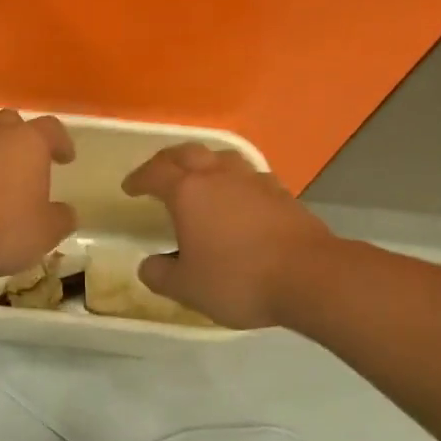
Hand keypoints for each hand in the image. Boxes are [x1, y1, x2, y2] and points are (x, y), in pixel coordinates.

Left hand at [0, 110, 76, 276]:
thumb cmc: (0, 228)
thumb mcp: (44, 233)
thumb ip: (60, 220)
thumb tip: (66, 213)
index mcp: (28, 143)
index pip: (51, 129)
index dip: (61, 142)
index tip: (65, 158)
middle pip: (10, 119)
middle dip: (19, 134)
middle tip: (23, 158)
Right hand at [122, 144, 331, 327]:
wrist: (311, 277)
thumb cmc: (239, 279)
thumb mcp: (188, 287)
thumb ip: (161, 275)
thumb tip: (149, 265)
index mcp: (188, 192)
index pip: (155, 173)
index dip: (139, 178)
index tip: (129, 188)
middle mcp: (218, 176)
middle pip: (187, 152)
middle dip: (167, 160)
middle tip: (158, 173)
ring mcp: (253, 180)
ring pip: (222, 157)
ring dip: (204, 162)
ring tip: (200, 177)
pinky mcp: (282, 192)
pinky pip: (250, 175)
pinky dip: (235, 180)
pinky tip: (239, 197)